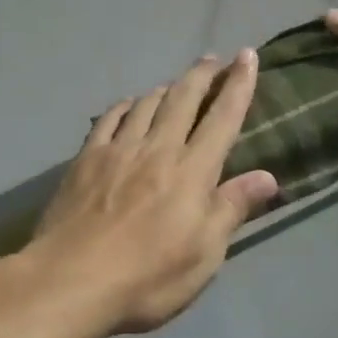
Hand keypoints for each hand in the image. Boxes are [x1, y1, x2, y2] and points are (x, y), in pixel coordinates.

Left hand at [27, 51, 279, 333]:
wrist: (70, 280)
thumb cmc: (147, 277)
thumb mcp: (204, 255)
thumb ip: (232, 208)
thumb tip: (267, 176)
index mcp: (192, 171)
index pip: (223, 117)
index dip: (238, 85)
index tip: (247, 56)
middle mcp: (158, 148)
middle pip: (184, 98)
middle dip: (202, 74)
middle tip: (214, 59)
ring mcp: (118, 149)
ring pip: (147, 103)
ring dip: (166, 87)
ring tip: (176, 83)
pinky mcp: (87, 158)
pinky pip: (110, 118)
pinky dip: (125, 105)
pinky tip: (128, 105)